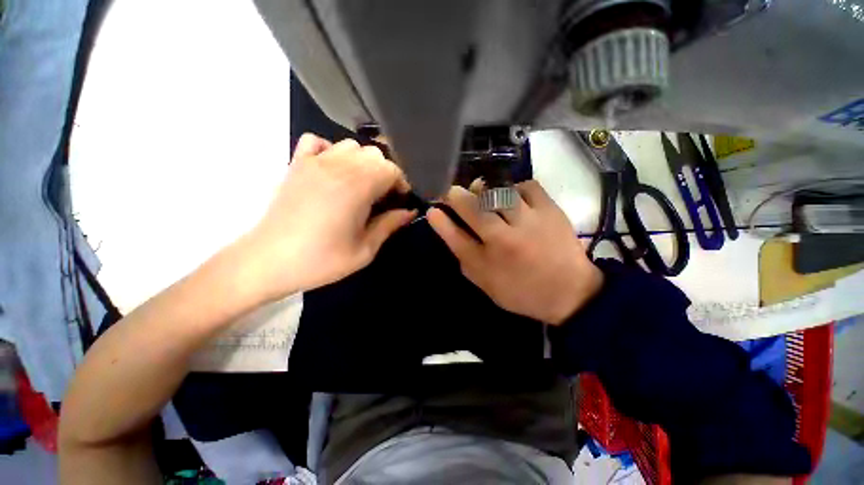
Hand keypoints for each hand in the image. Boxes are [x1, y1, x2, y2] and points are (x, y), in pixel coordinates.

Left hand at [238, 134, 414, 302]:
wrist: (268, 261)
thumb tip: (409, 212)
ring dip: (362, 163)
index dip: (401, 183)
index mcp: (357, 188)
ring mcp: (313, 162)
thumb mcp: (364, 250)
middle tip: (382, 197)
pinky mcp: (296, 164)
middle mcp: (338, 167)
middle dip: (385, 173)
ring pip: (350, 146)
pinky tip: (332, 171)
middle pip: (374, 154)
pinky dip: (331, 151)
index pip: (391, 169)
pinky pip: (317, 142)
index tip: (400, 200)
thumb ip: (389, 225)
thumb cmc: (321, 260)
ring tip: (360, 185)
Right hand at [427, 181, 602, 324]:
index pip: (456, 237)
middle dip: (456, 196)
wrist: (568, 292)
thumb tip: (449, 230)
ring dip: (486, 191)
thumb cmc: (521, 291)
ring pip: (499, 193)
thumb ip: (466, 258)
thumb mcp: (486, 283)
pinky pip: (527, 186)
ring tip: (484, 194)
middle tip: (452, 192)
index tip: (432, 210)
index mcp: (488, 263)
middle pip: (473, 209)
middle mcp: (505, 240)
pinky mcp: (550, 211)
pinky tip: (515, 197)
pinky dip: (516, 188)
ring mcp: (529, 223)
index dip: (440, 222)